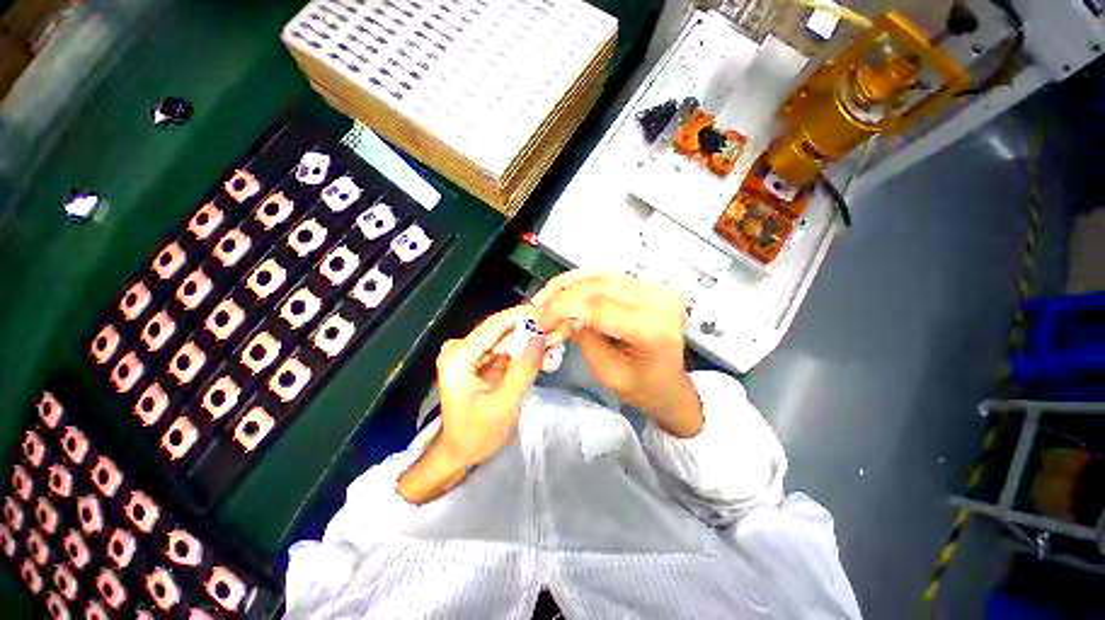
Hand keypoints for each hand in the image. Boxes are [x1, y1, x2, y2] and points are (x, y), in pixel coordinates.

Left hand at [398, 308, 544, 503]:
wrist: (458, 453)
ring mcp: (470, 354)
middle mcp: (461, 348)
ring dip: (530, 340)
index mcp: (459, 356)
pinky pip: (505, 349)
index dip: (523, 316)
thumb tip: (541, 336)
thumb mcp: (503, 405)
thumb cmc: (476, 435)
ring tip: (556, 341)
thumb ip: (523, 370)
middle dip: (530, 330)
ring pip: (506, 338)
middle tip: (558, 331)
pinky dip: (524, 351)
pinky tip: (544, 353)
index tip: (551, 313)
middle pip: (501, 330)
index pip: (495, 324)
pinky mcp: (479, 361)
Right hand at [534, 270, 702, 437]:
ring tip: (547, 295)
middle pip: (599, 285)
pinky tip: (567, 288)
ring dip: (571, 282)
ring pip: (603, 274)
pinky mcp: (650, 286)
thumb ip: (584, 339)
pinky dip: (585, 281)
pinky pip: (611, 276)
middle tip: (538, 306)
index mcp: (651, 329)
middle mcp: (658, 301)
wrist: (671, 385)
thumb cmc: (642, 388)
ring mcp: (657, 289)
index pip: (598, 307)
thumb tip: (560, 315)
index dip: (563, 308)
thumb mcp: (607, 373)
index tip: (540, 320)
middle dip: (563, 293)